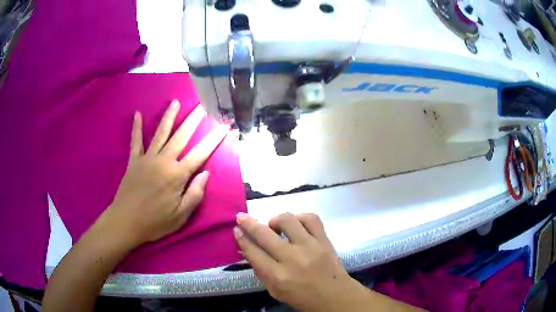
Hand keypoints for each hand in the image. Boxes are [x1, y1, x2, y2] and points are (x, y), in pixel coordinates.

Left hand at [98, 100, 227, 248]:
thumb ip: (195, 194)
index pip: (200, 153)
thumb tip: (206, 173)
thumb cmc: (155, 222)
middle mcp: (163, 161)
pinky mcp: (134, 161)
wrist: (126, 222)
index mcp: (177, 175)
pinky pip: (135, 141)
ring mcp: (147, 158)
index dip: (213, 139)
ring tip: (175, 102)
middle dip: (193, 120)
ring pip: (160, 133)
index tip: (223, 126)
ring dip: (169, 116)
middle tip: (201, 106)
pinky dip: (136, 128)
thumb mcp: (181, 216)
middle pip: (181, 136)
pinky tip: (137, 114)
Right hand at [234, 213, 369, 311]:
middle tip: (242, 217)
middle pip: (265, 234)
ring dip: (276, 220)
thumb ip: (261, 271)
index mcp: (278, 276)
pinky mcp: (324, 240)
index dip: (241, 239)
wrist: (335, 296)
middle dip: (248, 223)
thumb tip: (248, 250)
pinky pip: (311, 218)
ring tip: (274, 226)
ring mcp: (310, 247)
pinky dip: (300, 217)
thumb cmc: (302, 297)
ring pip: (288, 221)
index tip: (236, 230)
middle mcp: (292, 259)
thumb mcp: (275, 291)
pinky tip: (296, 223)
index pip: (253, 252)